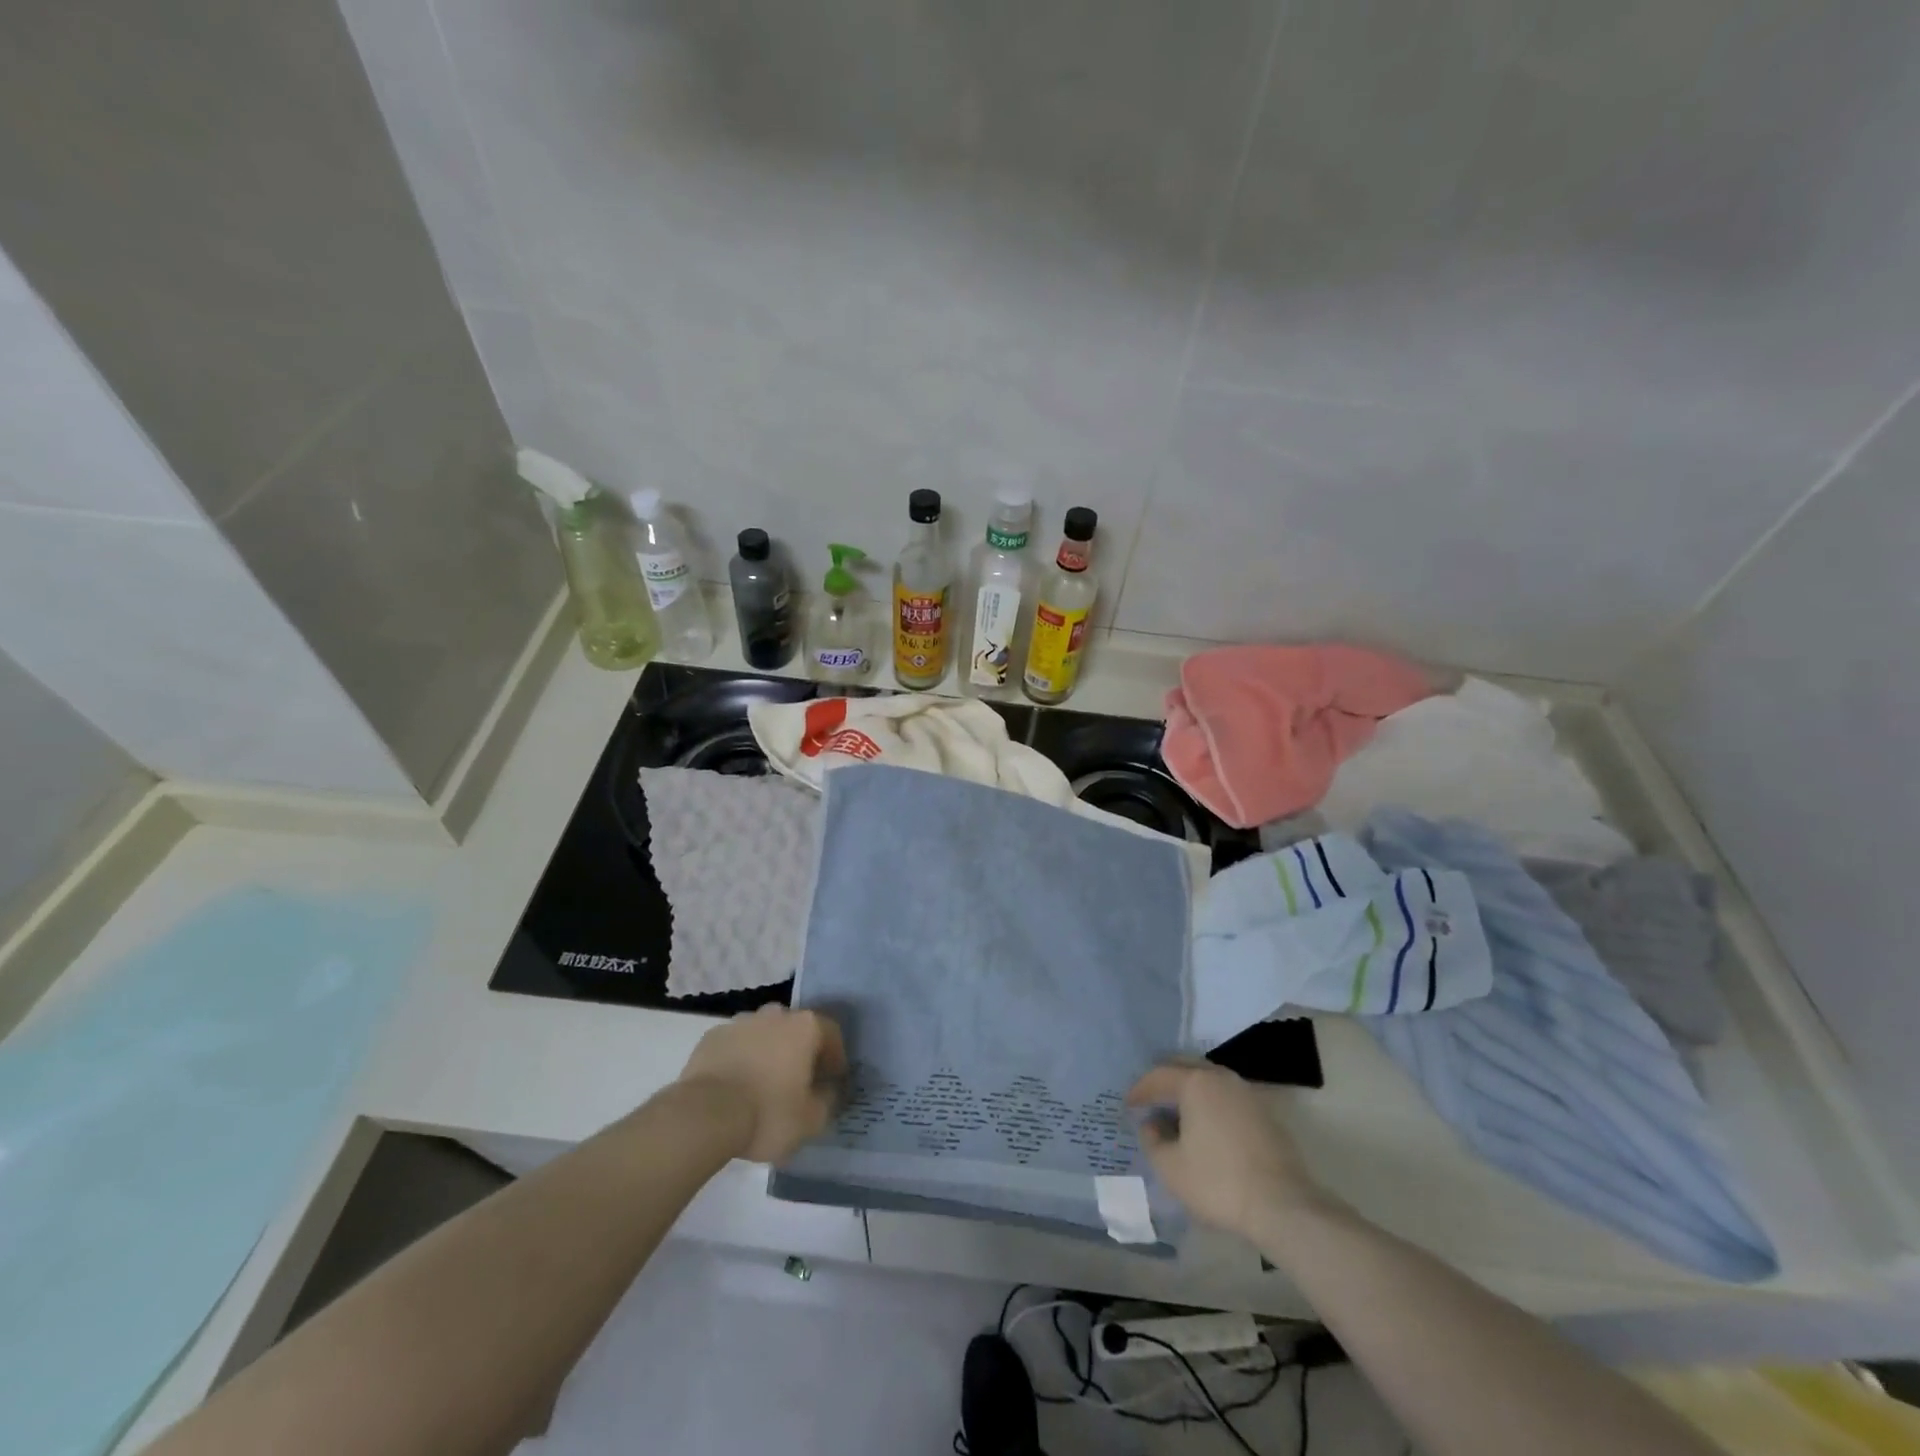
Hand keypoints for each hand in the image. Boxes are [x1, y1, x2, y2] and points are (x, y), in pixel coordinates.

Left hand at [677, 1005, 847, 1163]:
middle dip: (799, 1051)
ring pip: (764, 1034)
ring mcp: (741, 1022)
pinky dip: (741, 1058)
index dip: (835, 1057)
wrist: (704, 1115)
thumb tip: (830, 1089)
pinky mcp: (712, 1036)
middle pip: (796, 1029)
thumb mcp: (811, 1119)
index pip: (832, 1033)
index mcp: (805, 1027)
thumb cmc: (768, 1113)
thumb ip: (829, 1099)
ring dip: (768, 1052)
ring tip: (763, 1085)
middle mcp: (776, 1014)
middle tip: (797, 1082)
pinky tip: (735, 1086)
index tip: (832, 1081)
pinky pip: (736, 1044)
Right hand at [1126, 1062, 1324, 1239]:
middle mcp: (1221, 1077)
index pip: (1159, 1076)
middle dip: (1164, 1080)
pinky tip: (1205, 1125)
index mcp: (1196, 1082)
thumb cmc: (1218, 1182)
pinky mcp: (1264, 1113)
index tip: (1128, 1105)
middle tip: (1150, 1099)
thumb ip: (1153, 1139)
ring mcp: (1246, 1093)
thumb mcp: (1171, 1167)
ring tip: (1175, 1112)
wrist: (1283, 1206)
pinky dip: (1209, 1103)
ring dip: (1189, 1090)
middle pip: (1185, 1067)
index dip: (1140, 1090)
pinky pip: (1226, 1097)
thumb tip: (1152, 1124)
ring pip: (1209, 1080)